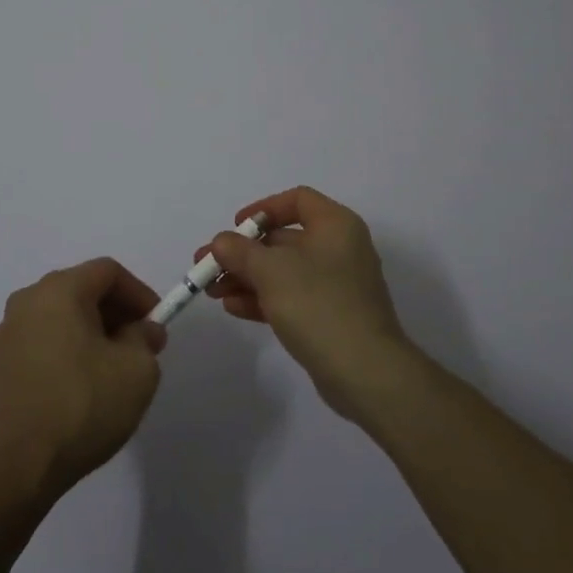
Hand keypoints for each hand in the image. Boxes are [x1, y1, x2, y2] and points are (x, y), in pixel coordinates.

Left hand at [0, 257, 167, 502]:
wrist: (19, 466)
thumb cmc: (83, 406)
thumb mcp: (137, 369)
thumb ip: (145, 338)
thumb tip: (141, 330)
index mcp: (59, 290)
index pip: (108, 271)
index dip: (139, 293)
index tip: (156, 324)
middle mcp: (28, 300)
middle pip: (82, 289)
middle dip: (117, 312)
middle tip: (141, 345)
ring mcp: (8, 333)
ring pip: (61, 316)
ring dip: (92, 332)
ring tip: (113, 367)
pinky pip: (43, 340)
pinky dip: (67, 349)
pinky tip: (82, 385)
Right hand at [202, 186, 413, 420]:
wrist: (366, 372)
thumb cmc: (319, 305)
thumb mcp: (271, 271)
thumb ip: (241, 251)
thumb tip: (221, 242)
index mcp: (335, 225)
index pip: (297, 200)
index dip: (262, 209)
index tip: (235, 227)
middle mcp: (339, 249)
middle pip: (284, 239)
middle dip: (243, 252)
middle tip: (207, 265)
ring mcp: (336, 285)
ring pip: (283, 271)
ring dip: (246, 277)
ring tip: (212, 291)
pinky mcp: (330, 316)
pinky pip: (291, 297)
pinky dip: (263, 298)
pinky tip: (233, 307)